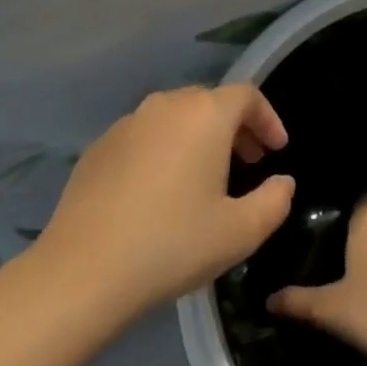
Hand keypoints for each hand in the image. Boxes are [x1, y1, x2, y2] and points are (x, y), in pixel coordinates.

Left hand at [33, 83, 294, 325]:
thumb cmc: (173, 244)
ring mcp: (128, 122)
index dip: (267, 118)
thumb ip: (274, 201)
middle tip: (248, 163)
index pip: (246, 95)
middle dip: (235, 128)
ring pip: (175, 117)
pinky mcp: (99, 146)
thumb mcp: (240, 232)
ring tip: (205, 178)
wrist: (84, 270)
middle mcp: (166, 105)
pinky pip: (144, 136)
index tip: (277, 150)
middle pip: (210, 102)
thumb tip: (282, 182)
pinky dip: (163, 151)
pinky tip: (159, 192)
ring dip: (198, 138)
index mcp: (205, 114)